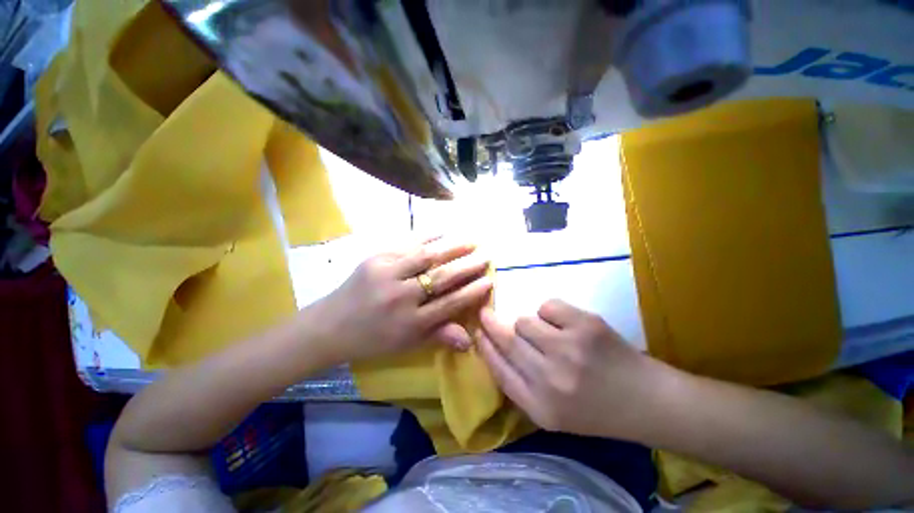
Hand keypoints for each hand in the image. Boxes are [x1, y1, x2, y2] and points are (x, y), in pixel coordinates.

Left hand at [311, 236, 492, 363]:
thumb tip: (470, 339)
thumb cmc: (372, 340)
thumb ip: (439, 337)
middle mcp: (401, 297)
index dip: (471, 291)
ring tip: (472, 240)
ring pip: (427, 256)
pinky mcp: (375, 258)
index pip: (449, 303)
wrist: (328, 326)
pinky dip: (428, 236)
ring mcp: (386, 274)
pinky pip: (406, 244)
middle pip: (441, 277)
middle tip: (486, 255)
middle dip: (468, 266)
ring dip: (453, 247)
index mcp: (410, 323)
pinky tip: (444, 231)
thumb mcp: (406, 345)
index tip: (489, 279)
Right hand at [478, 299, 666, 439]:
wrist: (647, 402)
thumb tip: (493, 347)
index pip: (498, 369)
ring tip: (546, 333)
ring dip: (529, 323)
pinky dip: (551, 312)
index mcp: (540, 407)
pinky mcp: (586, 325)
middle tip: (484, 313)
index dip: (484, 347)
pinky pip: (548, 306)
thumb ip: (520, 385)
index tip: (476, 332)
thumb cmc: (595, 410)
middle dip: (490, 323)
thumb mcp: (551, 413)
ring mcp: (569, 349)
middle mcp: (551, 379)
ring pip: (525, 320)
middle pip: (507, 339)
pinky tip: (566, 325)